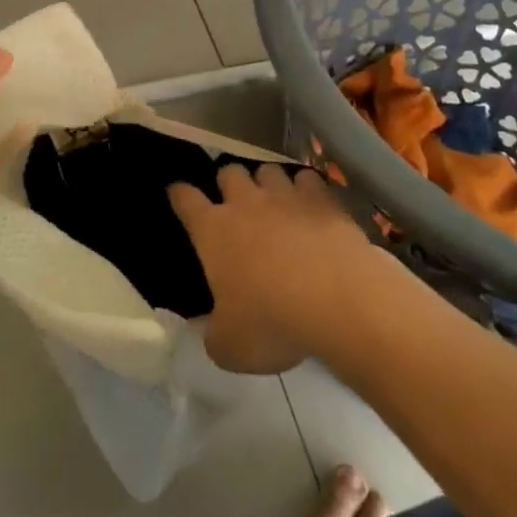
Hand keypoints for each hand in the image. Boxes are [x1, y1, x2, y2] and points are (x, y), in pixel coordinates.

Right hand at [168, 164, 378, 374]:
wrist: (338, 302)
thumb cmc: (273, 323)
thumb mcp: (230, 347)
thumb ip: (212, 333)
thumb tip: (208, 327)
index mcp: (213, 231)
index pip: (185, 199)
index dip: (179, 194)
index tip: (178, 194)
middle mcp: (245, 203)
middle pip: (228, 172)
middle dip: (228, 183)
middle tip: (235, 205)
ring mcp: (284, 196)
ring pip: (267, 169)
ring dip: (267, 183)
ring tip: (275, 202)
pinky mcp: (321, 198)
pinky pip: (307, 178)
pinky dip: (305, 189)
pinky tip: (311, 206)